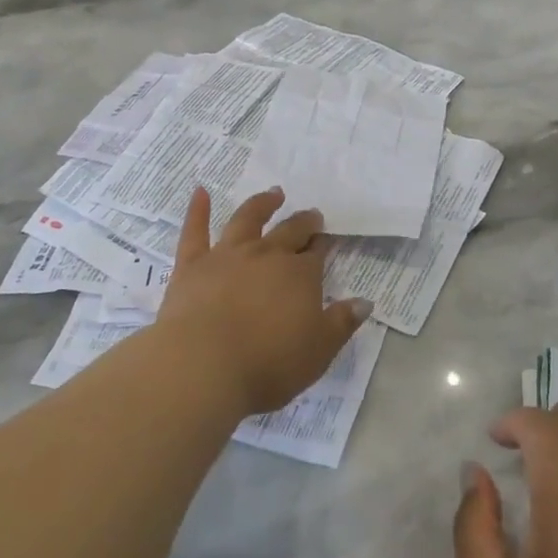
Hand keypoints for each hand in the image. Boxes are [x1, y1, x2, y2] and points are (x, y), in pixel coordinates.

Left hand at [156, 186, 371, 418]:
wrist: (205, 366)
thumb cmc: (269, 364)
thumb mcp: (319, 350)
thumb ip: (342, 323)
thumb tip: (364, 302)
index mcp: (300, 275)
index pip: (316, 254)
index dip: (322, 246)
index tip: (326, 240)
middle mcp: (266, 256)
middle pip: (289, 232)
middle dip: (303, 222)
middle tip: (311, 215)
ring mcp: (227, 256)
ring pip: (247, 220)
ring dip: (262, 204)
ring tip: (273, 194)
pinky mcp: (192, 265)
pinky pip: (195, 231)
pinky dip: (197, 209)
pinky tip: (200, 192)